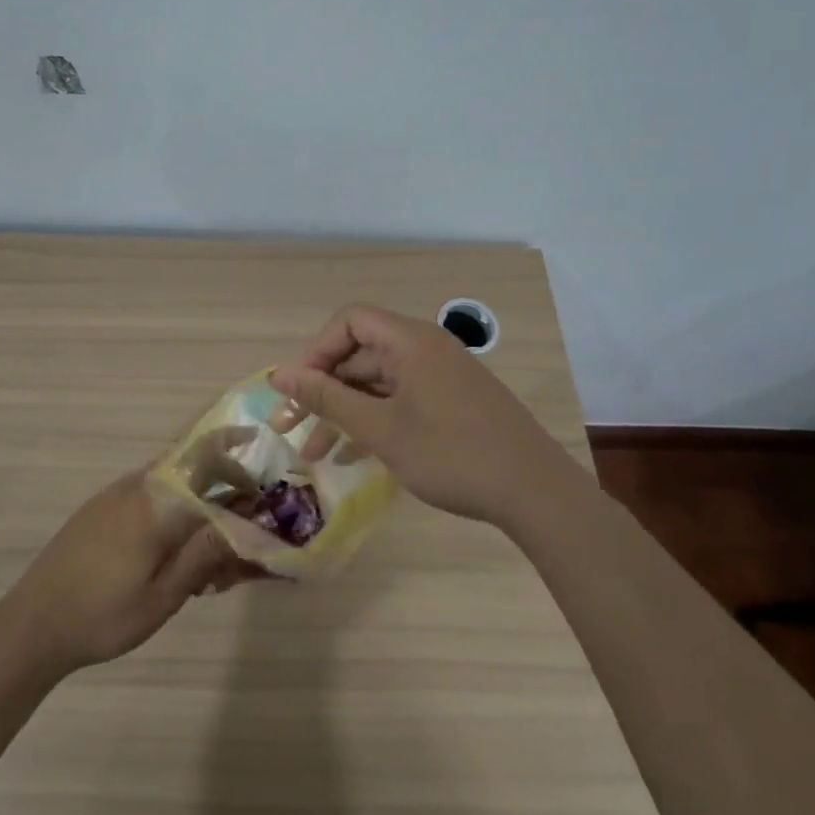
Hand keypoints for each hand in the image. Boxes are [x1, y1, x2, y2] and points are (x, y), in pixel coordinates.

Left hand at [0, 468, 258, 675]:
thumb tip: (247, 522)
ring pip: (169, 483)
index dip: (236, 454)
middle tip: (247, 516)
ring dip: (198, 499)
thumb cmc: (103, 615)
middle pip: (190, 465)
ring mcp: (113, 496)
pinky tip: (175, 551)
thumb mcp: (163, 596)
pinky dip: (172, 510)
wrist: (32, 624)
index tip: (261, 459)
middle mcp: (135, 487)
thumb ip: (205, 554)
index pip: (205, 459)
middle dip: (224, 482)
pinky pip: (147, 495)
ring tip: (213, 545)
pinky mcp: (99, 510)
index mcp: (155, 502)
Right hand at [270, 304, 573, 523]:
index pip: (349, 322)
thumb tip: (278, 374)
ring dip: (344, 413)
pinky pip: (399, 401)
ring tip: (315, 454)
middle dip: (322, 391)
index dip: (317, 351)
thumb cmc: (452, 454)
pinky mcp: (451, 404)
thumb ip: (327, 398)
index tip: (299, 391)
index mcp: (410, 342)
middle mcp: (425, 350)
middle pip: (360, 355)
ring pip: (377, 384)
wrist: (536, 493)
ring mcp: (440, 378)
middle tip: (289, 429)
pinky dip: (374, 422)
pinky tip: (352, 456)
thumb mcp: (380, 429)